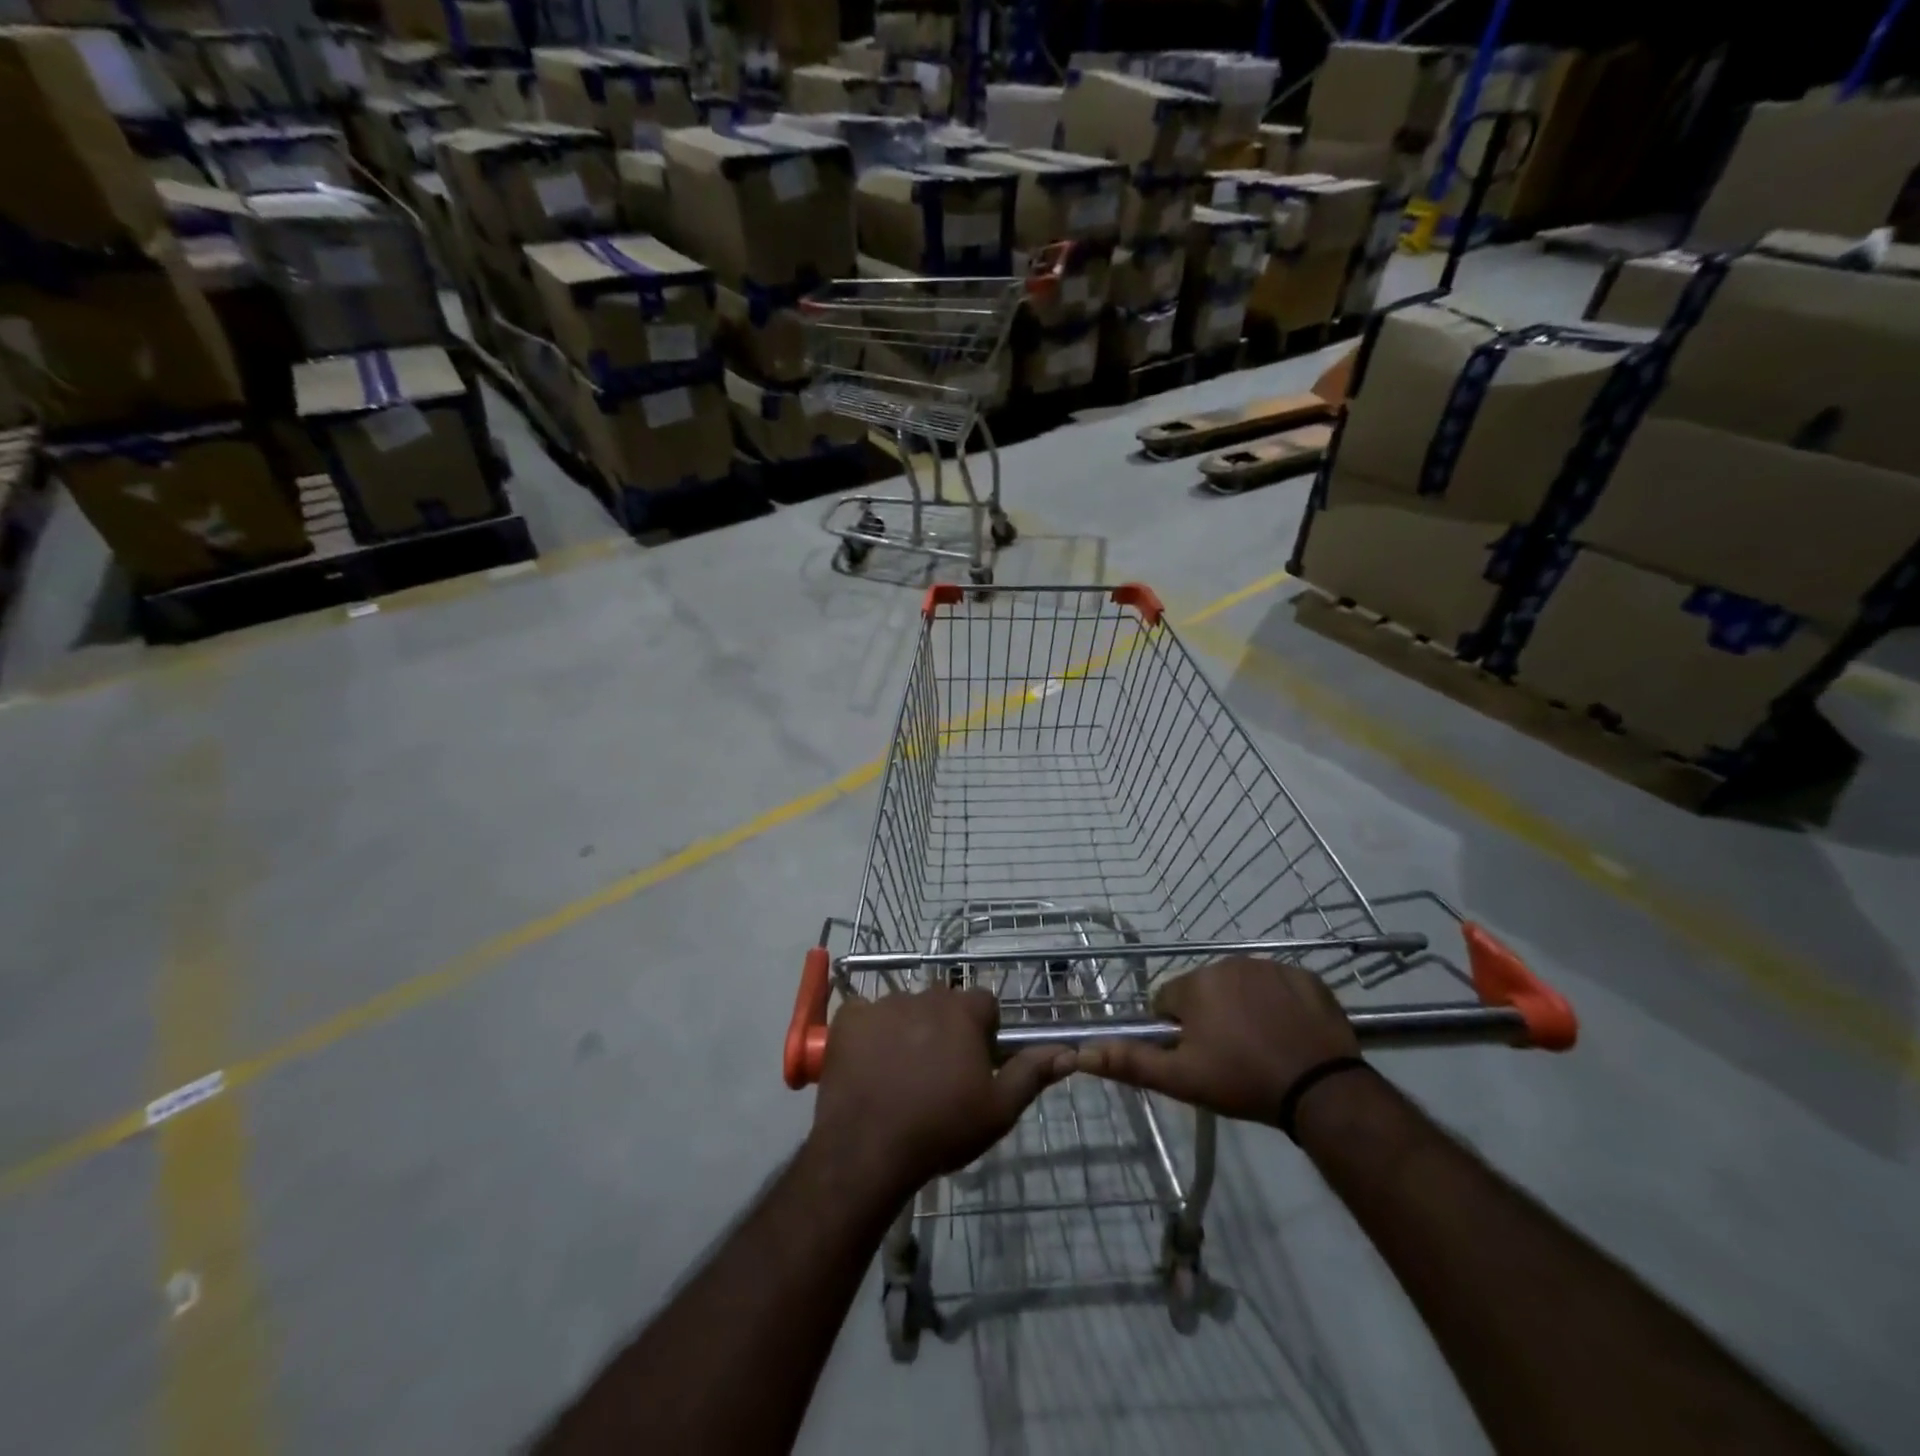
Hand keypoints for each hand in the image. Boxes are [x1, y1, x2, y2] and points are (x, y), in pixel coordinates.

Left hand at [811, 986, 1071, 1196]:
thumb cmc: (941, 1128)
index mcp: (962, 1011)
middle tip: (939, 1073)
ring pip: (905, 1008)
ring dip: (908, 1030)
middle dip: (945, 1028)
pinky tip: (869, 1065)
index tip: (976, 1062)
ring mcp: (883, 1003)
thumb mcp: (998, 1110)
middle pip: (943, 1003)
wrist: (867, 1149)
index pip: (984, 1003)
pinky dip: (869, 1033)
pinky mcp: (849, 1017)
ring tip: (900, 1074)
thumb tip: (1069, 1052)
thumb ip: (1032, 1074)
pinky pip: (865, 1015)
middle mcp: (924, 995)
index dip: (984, 1031)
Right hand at [1075, 957, 1358, 1123]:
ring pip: (1241, 986)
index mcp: (1196, 984)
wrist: (1321, 1089)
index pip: (1167, 1000)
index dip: (1175, 1030)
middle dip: (1210, 1017)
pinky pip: (1280, 987)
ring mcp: (1271, 967)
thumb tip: (1082, 1053)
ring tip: (1261, 1048)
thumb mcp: (1182, 1079)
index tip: (1196, 1056)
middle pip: (1204, 990)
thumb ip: (1130, 1062)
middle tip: (1229, 1057)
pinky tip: (1290, 1035)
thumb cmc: (1243, 1081)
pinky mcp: (1306, 977)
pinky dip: (1280, 1005)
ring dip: (1243, 1009)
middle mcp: (1228, 964)